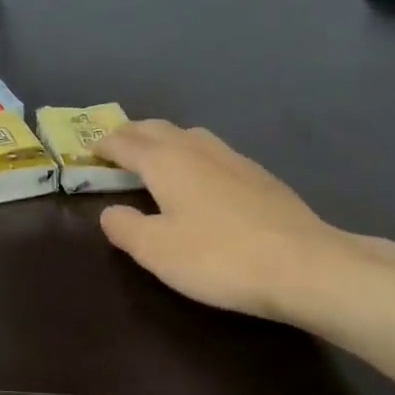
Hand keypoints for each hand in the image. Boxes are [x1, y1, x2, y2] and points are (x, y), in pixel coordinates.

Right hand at [95, 120, 381, 325]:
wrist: (305, 266)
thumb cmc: (219, 257)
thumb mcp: (156, 250)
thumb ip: (124, 226)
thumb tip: (110, 211)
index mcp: (166, 161)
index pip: (125, 142)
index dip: (104, 145)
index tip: (88, 151)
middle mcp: (197, 149)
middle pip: (157, 128)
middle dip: (132, 134)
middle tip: (115, 147)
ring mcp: (233, 159)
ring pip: (188, 134)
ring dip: (164, 139)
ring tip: (155, 156)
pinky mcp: (259, 175)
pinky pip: (212, 151)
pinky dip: (192, 153)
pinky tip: (201, 177)